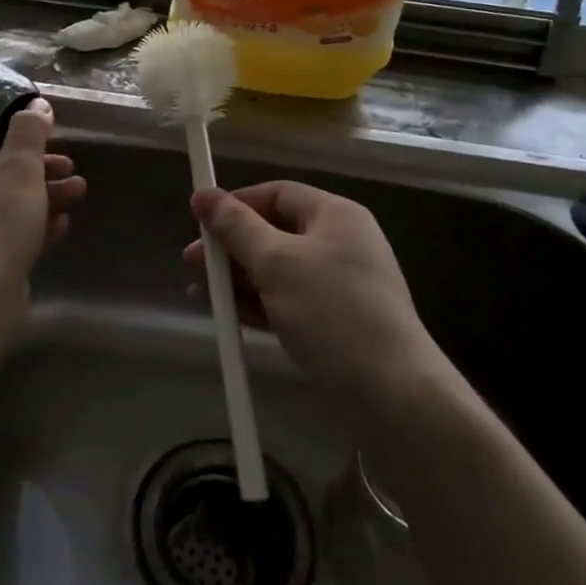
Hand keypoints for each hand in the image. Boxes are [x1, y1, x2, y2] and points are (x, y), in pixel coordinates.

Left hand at [0, 99, 85, 326]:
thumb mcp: (19, 167)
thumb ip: (29, 133)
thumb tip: (36, 104)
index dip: (9, 131)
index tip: (42, 130)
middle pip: (1, 173)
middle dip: (39, 167)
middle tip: (70, 165)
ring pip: (13, 205)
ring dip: (46, 195)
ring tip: (80, 191)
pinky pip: (17, 235)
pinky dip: (40, 226)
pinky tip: (64, 225)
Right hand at [186, 182, 438, 410]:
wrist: (393, 391)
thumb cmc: (331, 311)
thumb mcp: (276, 263)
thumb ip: (236, 227)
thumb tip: (204, 195)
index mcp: (334, 214)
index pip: (276, 193)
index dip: (235, 203)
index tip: (198, 221)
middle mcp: (341, 241)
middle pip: (274, 231)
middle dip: (231, 247)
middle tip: (192, 265)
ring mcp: (342, 282)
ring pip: (279, 268)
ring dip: (239, 278)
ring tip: (200, 292)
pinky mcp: (339, 319)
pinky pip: (290, 298)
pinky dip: (260, 303)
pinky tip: (229, 314)